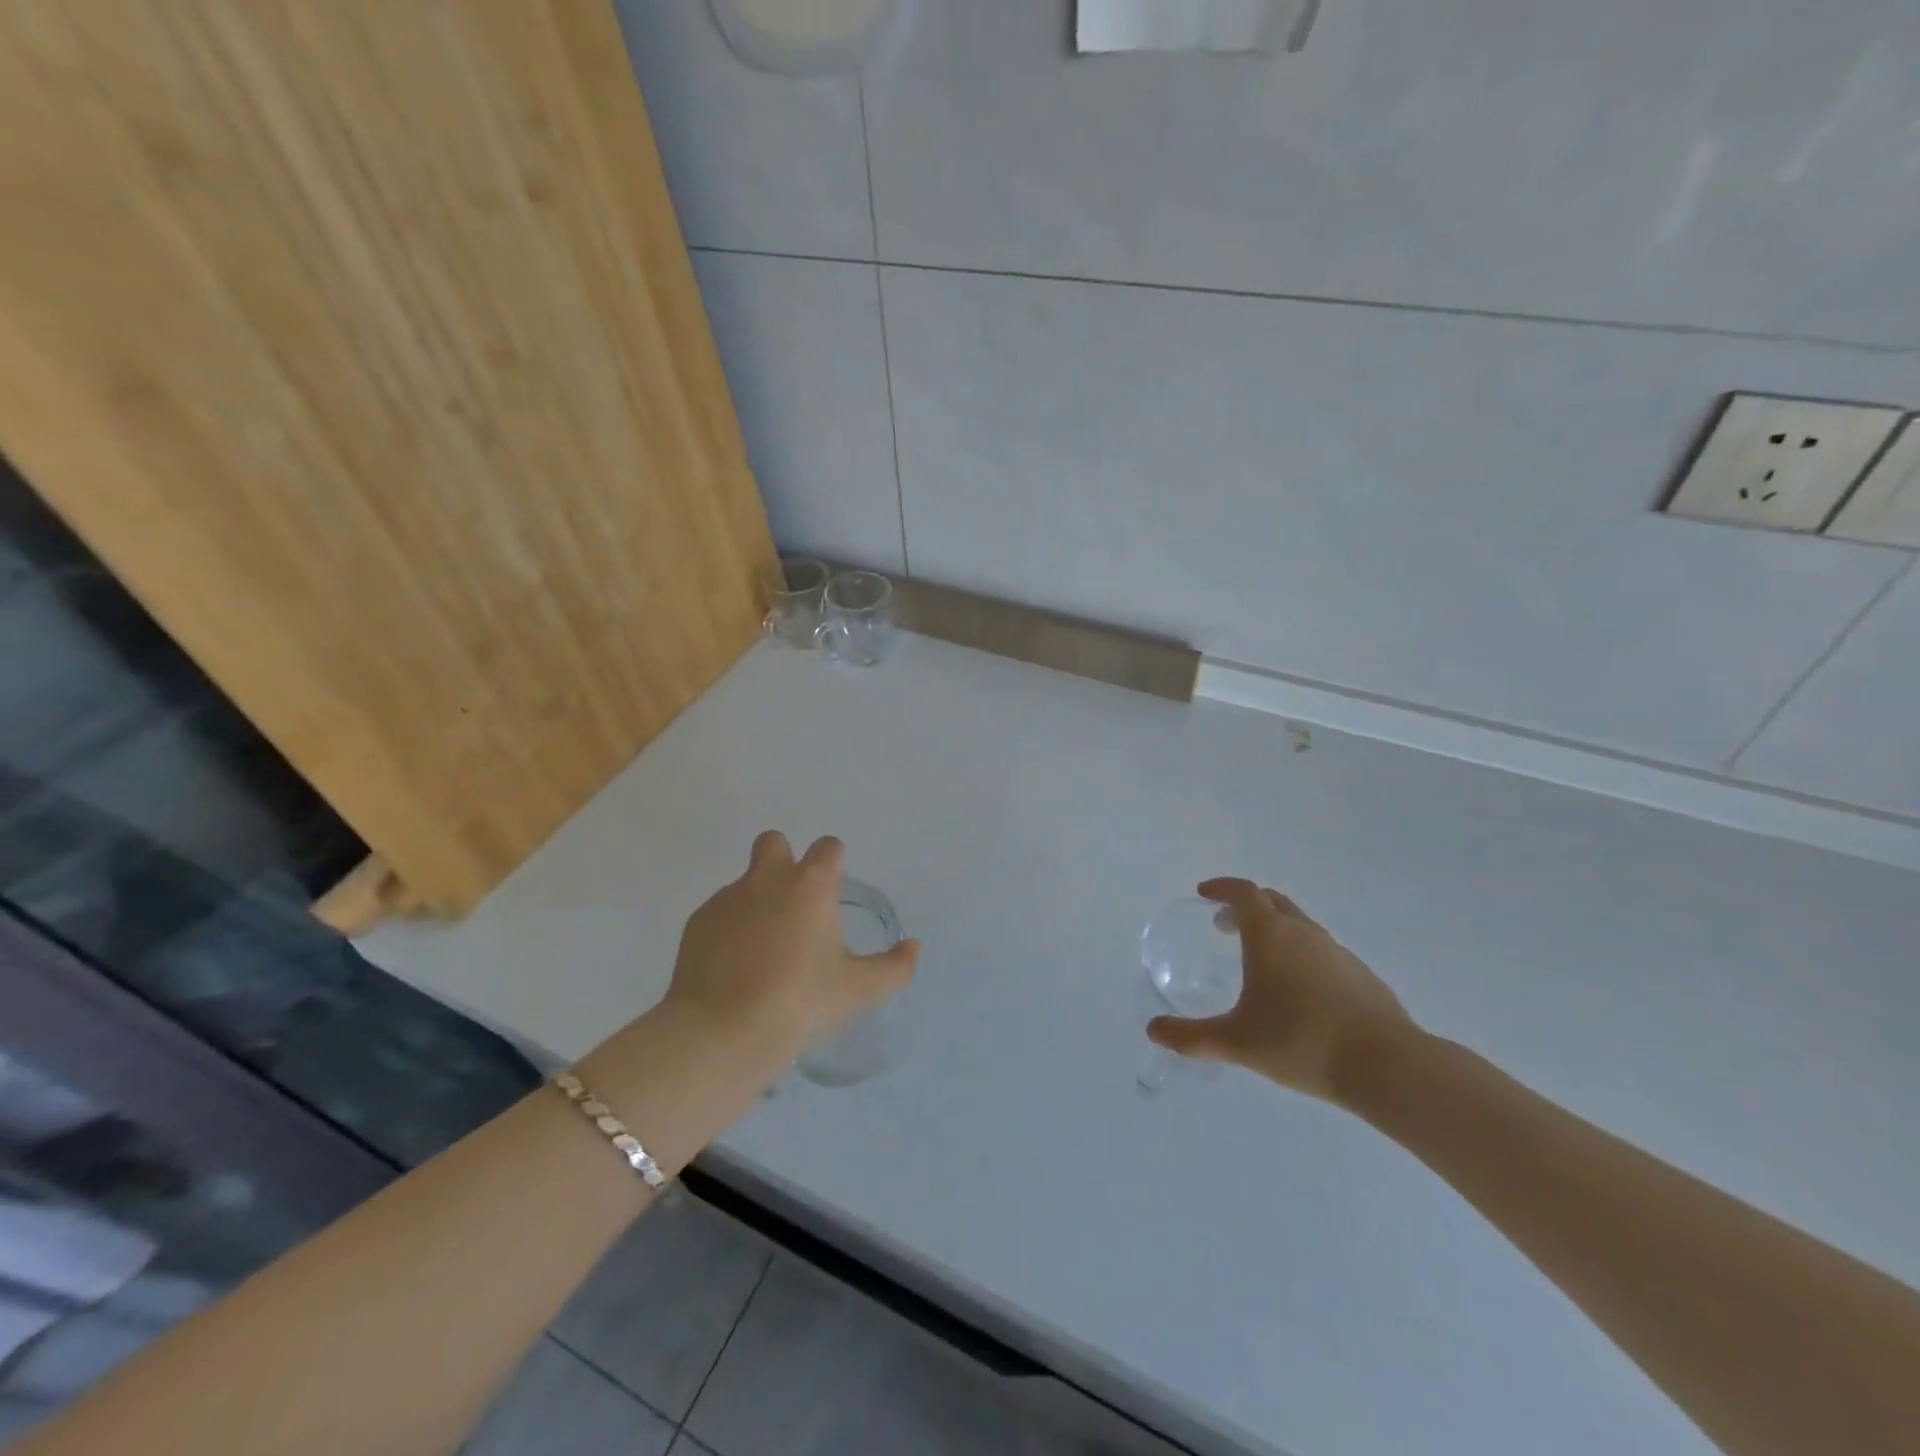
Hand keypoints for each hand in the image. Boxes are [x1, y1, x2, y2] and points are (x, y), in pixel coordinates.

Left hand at [656, 831, 919, 1082]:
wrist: (722, 1033)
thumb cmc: (800, 1001)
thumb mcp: (858, 990)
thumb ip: (894, 967)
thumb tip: (913, 948)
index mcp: (811, 884)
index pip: (828, 847)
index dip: (834, 863)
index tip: (834, 893)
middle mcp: (767, 878)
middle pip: (774, 842)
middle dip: (784, 860)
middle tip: (794, 905)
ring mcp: (727, 898)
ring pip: (745, 882)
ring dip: (757, 900)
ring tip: (764, 951)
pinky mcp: (697, 923)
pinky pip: (720, 913)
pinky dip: (730, 929)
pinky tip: (735, 967)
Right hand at [1146, 878, 1415, 1101]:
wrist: (1387, 1066)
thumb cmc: (1301, 1041)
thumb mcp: (1237, 1042)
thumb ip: (1192, 1037)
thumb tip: (1153, 1031)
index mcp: (1270, 935)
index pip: (1243, 892)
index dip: (1221, 888)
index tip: (1204, 894)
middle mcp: (1303, 933)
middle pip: (1272, 901)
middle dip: (1245, 906)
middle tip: (1224, 926)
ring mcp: (1337, 952)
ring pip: (1299, 925)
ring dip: (1274, 930)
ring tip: (1260, 962)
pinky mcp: (1362, 975)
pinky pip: (1322, 951)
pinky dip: (1301, 955)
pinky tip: (1300, 993)